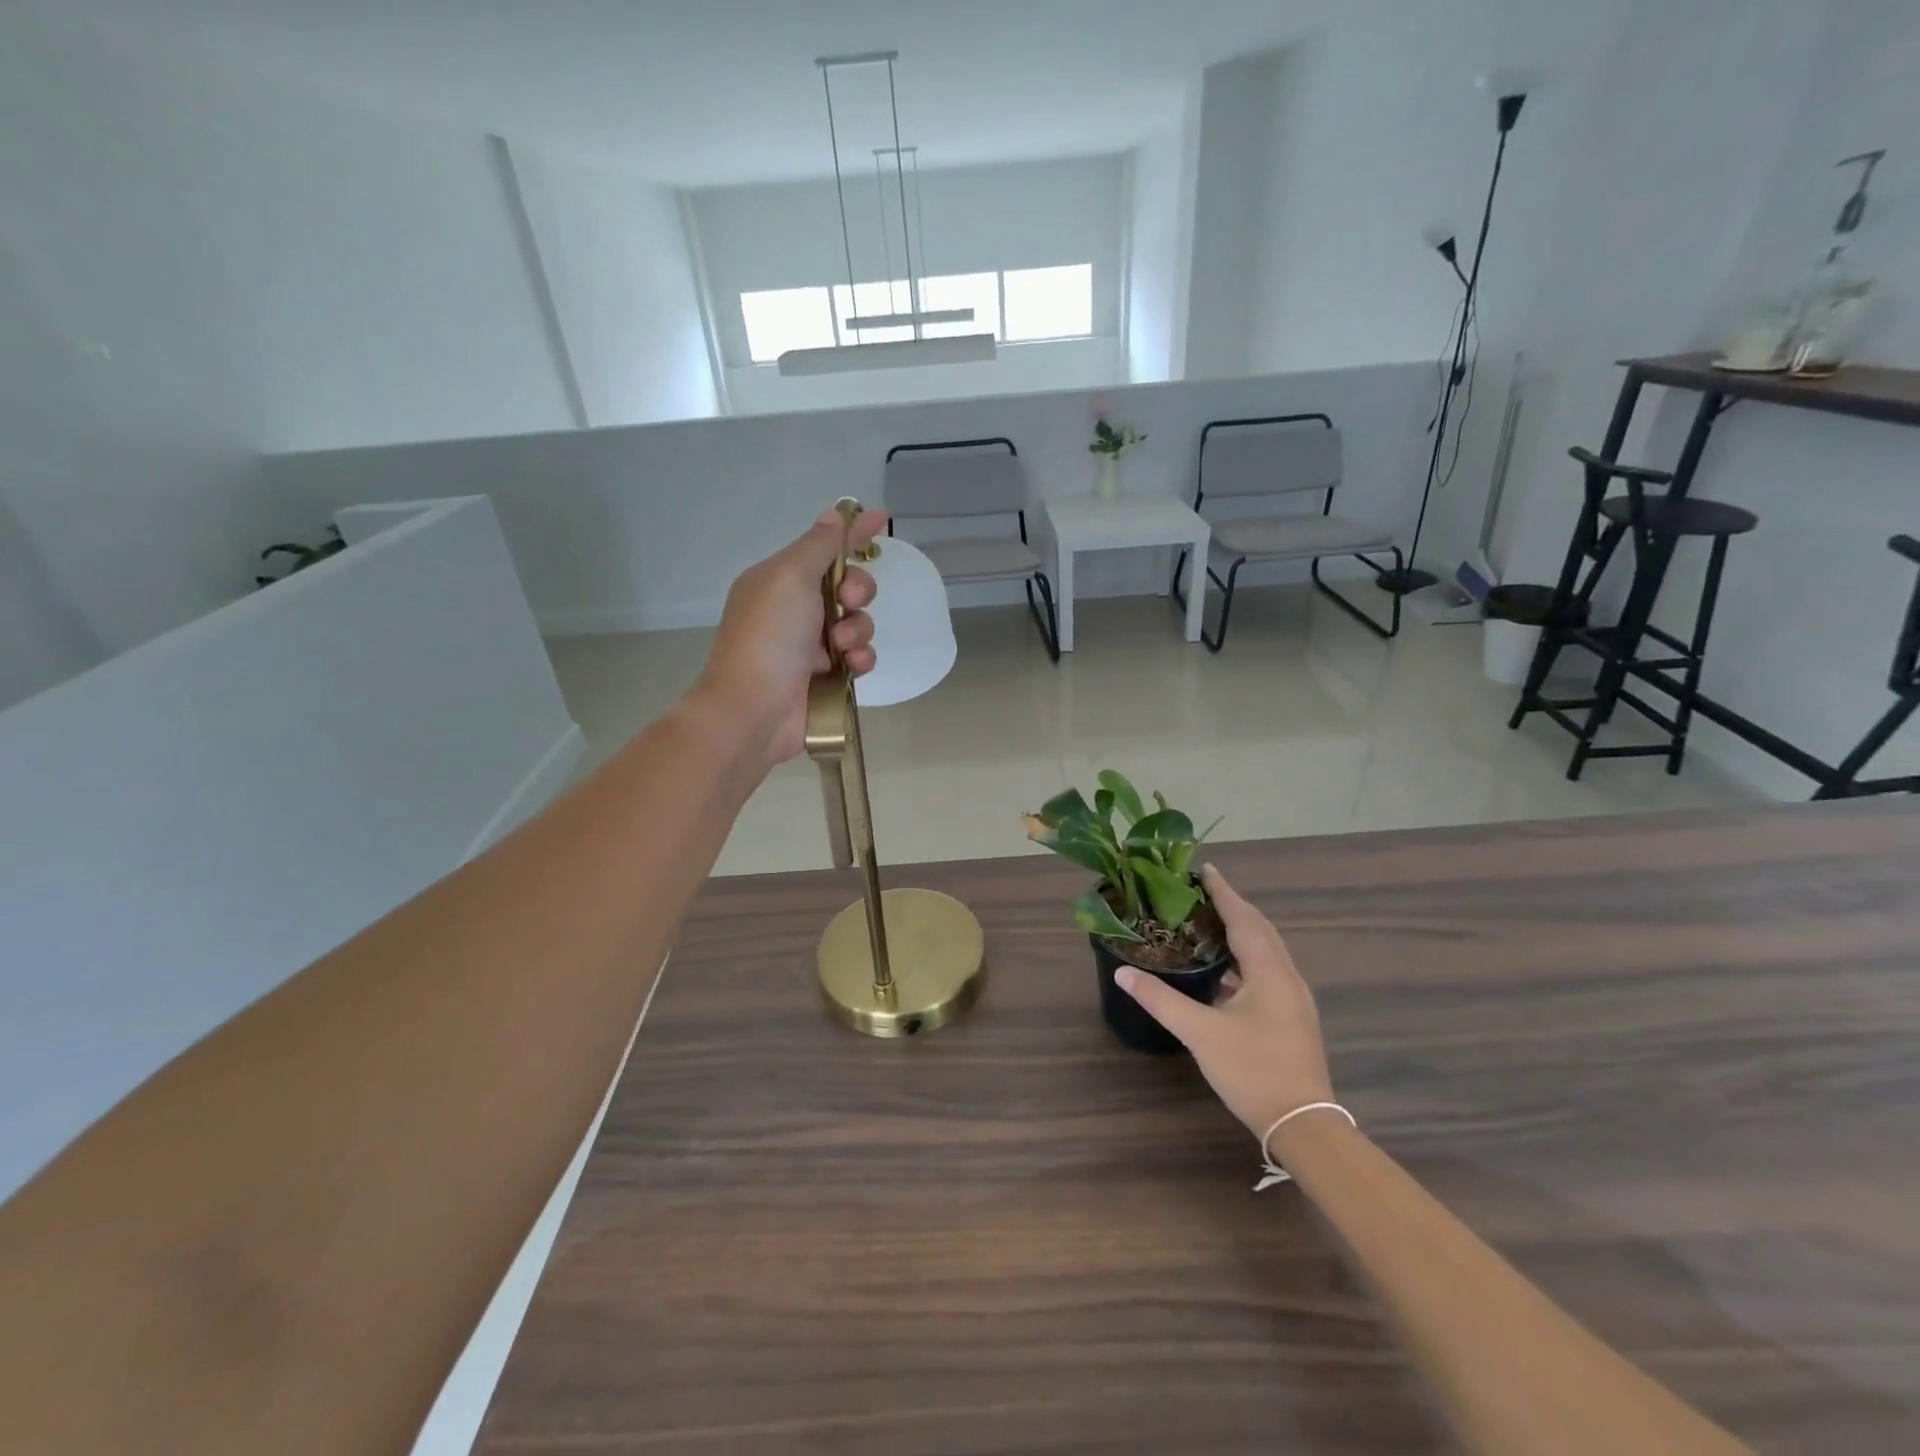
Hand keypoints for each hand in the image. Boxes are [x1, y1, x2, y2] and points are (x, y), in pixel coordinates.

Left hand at [694, 505, 886, 767]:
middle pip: (848, 585)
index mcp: (780, 580)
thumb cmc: (769, 636)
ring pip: (858, 622)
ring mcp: (811, 646)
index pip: (825, 547)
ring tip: (841, 647)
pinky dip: (859, 659)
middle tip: (848, 600)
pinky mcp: (827, 678)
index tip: (883, 517)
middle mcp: (796, 609)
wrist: (755, 709)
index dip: (853, 532)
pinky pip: (859, 657)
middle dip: (857, 590)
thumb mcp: (790, 577)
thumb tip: (833, 515)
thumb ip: (819, 546)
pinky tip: (850, 667)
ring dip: (858, 629)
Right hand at [1117, 865, 1333, 1139]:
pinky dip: (1246, 955)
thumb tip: (1123, 974)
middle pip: (1261, 929)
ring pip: (1268, 950)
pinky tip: (1225, 969)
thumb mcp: (1200, 1034)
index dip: (1223, 892)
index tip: (1205, 869)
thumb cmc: (1253, 1071)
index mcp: (1269, 972)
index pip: (1243, 918)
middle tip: (1203, 891)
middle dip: (1234, 906)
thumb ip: (1161, 1000)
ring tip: (1210, 920)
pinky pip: (1268, 969)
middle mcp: (1287, 977)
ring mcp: (1294, 998)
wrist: (1304, 1125)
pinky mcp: (1292, 1016)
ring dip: (1243, 929)